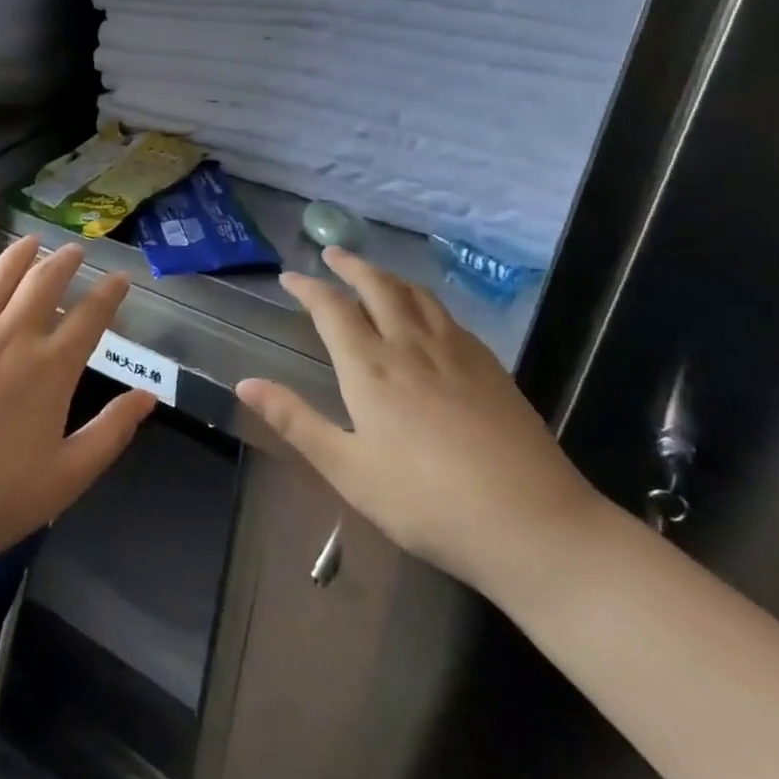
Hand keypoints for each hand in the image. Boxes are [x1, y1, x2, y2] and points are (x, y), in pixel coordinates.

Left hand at [0, 236, 156, 571]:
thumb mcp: (66, 477)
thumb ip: (110, 432)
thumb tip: (148, 397)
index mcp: (49, 369)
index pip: (89, 317)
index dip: (109, 293)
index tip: (120, 278)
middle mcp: (10, 337)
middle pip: (44, 282)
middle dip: (65, 261)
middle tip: (75, 250)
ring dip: (18, 255)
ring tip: (30, 242)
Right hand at [236, 247, 599, 595]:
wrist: (533, 525)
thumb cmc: (426, 502)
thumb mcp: (347, 469)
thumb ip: (295, 421)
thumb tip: (244, 383)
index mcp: (370, 368)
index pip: (332, 309)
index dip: (308, 288)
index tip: (289, 277)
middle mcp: (411, 346)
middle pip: (378, 287)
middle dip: (351, 265)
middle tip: (332, 253)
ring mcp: (457, 353)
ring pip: (417, 295)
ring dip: (389, 276)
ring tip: (374, 273)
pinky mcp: (491, 368)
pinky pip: (448, 316)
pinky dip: (424, 300)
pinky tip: (427, 314)